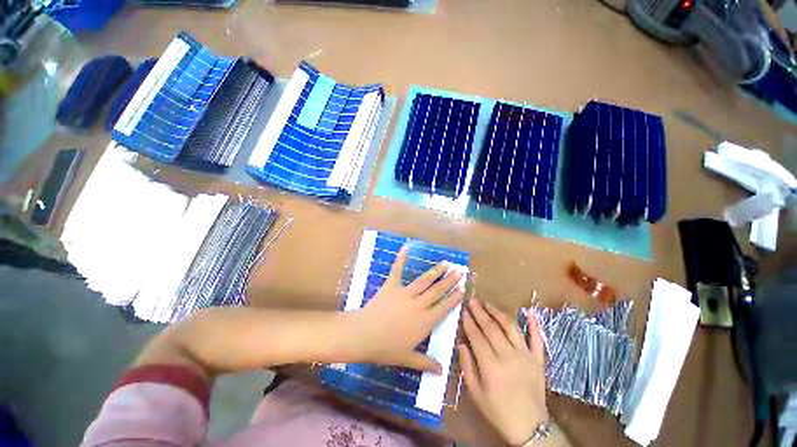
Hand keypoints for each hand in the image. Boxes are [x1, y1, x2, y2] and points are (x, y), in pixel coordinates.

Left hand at [351, 246, 464, 372]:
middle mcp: (419, 304)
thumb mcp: (407, 358)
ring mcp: (405, 293)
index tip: (462, 289)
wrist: (363, 335)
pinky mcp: (392, 286)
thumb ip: (426, 363)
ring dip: (436, 271)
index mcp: (425, 321)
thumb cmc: (386, 348)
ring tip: (445, 263)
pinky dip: (401, 258)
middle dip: (450, 281)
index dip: (454, 298)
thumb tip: (442, 371)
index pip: (444, 307)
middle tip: (460, 272)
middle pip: (438, 291)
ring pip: (424, 280)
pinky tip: (406, 247)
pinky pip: (397, 270)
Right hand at [459, 299, 548, 445]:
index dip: (469, 322)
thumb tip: (461, 343)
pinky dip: (534, 324)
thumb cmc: (498, 412)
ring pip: (511, 327)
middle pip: (491, 328)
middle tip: (472, 300)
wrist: (530, 428)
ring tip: (488, 304)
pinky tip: (530, 311)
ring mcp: (526, 356)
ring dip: (498, 313)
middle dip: (479, 312)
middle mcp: (508, 356)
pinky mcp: (538, 360)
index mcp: (491, 366)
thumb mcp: (476, 394)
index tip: (463, 310)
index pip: (477, 336)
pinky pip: (537, 339)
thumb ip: (467, 366)